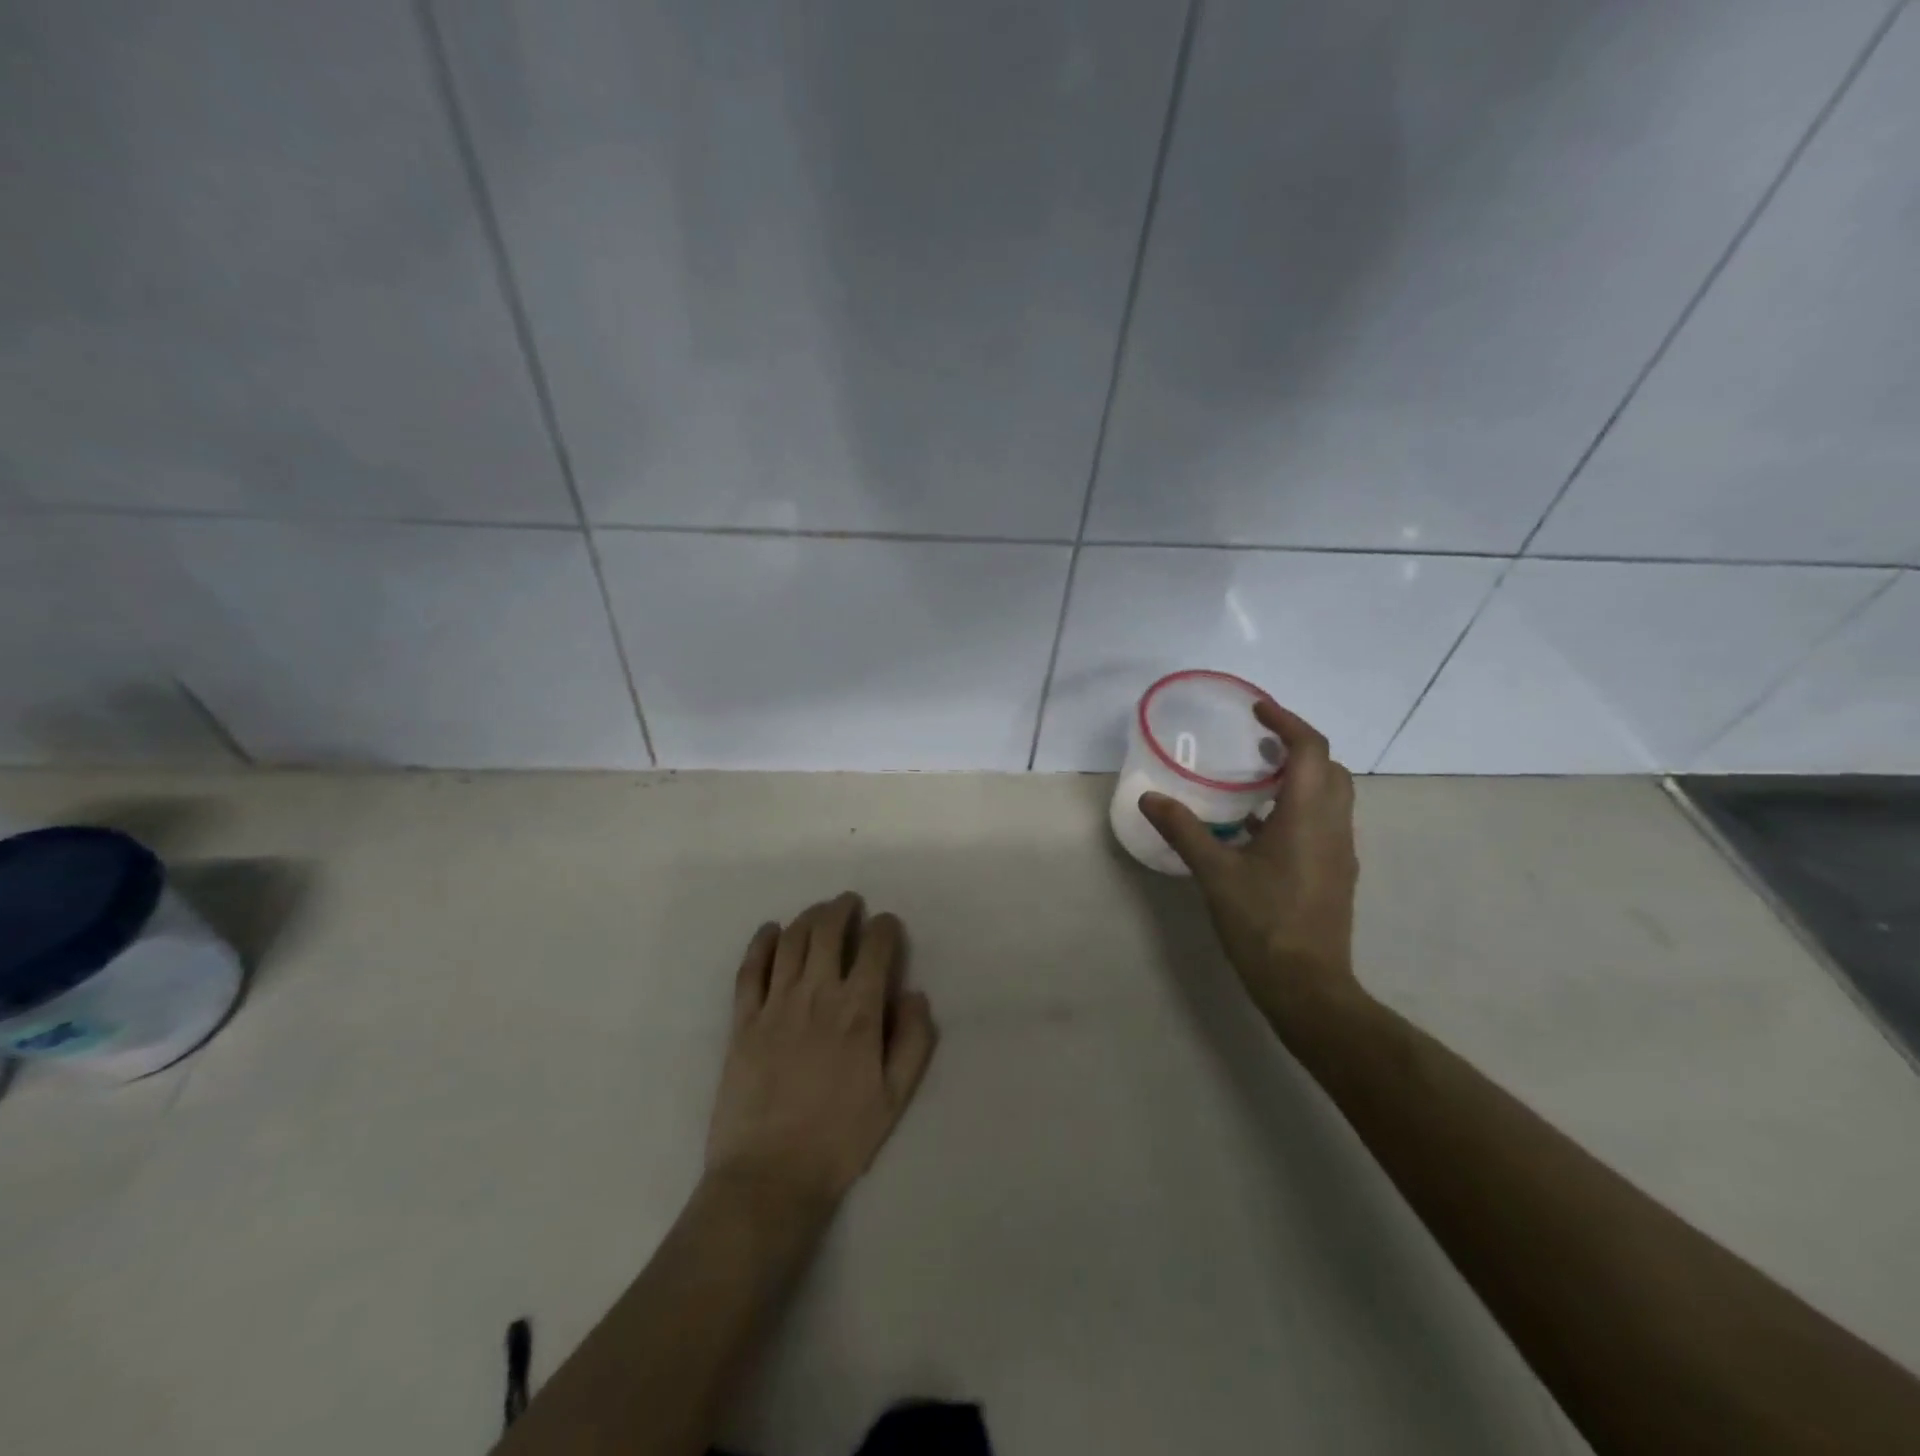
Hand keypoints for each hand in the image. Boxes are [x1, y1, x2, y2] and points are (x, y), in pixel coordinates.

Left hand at [705, 893, 937, 1211]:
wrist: (769, 1177)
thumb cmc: (839, 1140)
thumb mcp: (894, 1098)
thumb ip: (914, 1041)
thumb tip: (915, 994)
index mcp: (858, 1012)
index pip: (876, 947)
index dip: (886, 928)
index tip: (888, 926)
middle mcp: (817, 995)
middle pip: (829, 930)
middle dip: (844, 909)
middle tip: (850, 904)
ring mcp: (775, 1004)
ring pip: (792, 940)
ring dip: (809, 917)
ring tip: (819, 913)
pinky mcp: (742, 1020)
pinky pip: (750, 968)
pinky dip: (761, 942)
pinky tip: (770, 931)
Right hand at [1139, 701, 1363, 1041]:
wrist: (1307, 986)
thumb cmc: (1262, 923)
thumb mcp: (1215, 873)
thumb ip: (1183, 829)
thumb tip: (1150, 797)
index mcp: (1308, 816)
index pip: (1311, 749)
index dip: (1288, 721)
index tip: (1258, 709)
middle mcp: (1333, 826)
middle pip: (1329, 768)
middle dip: (1297, 746)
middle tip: (1258, 741)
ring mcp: (1339, 852)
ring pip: (1331, 796)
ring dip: (1301, 776)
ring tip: (1257, 776)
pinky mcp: (1335, 874)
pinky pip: (1324, 822)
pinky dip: (1299, 807)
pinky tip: (1260, 826)